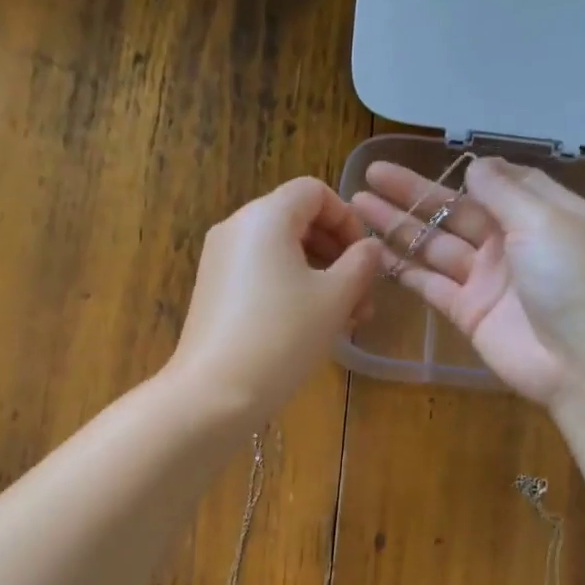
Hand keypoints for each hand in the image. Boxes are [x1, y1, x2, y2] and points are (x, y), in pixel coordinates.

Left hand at [168, 177, 384, 423]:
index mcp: (265, 216)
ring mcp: (220, 260)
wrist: (215, 392)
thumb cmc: (282, 337)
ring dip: (319, 277)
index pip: (314, 192)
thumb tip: (370, 248)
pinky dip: (290, 289)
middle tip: (362, 298)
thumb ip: (360, 264)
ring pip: (281, 253)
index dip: (348, 219)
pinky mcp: (214, 291)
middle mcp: (236, 228)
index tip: (366, 259)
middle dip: (337, 255)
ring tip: (344, 320)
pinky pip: (260, 275)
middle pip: (297, 221)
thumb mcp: (334, 299)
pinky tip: (310, 327)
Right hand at [351, 157, 584, 407]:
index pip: (497, 182)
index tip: (427, 157)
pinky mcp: (467, 312)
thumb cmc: (574, 281)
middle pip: (454, 210)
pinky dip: (403, 269)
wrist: (584, 363)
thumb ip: (505, 191)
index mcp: (538, 213)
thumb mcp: (545, 221)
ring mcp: (485, 279)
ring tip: (359, 206)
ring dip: (399, 226)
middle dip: (413, 193)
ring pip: (434, 244)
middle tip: (371, 176)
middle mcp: (509, 242)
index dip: (462, 171)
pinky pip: (429, 284)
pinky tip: (372, 252)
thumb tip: (475, 165)